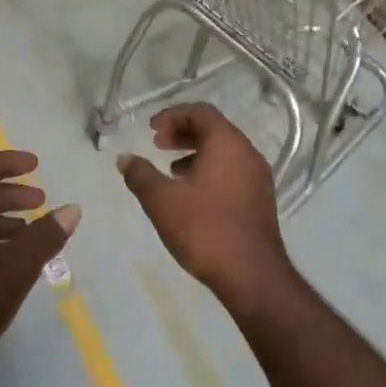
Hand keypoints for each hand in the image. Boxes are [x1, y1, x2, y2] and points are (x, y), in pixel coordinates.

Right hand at [118, 104, 291, 305]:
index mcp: (227, 143)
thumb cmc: (204, 228)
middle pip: (214, 129)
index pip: (201, 112)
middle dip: (183, 133)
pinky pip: (232, 171)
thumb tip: (125, 159)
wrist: (251, 274)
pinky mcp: (260, 199)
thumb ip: (140, 174)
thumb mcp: (162, 200)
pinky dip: (210, 170)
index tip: (151, 129)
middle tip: (157, 144)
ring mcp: (258, 177)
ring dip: (196, 153)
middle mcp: (248, 153)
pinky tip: (191, 195)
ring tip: (171, 170)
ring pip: (224, 152)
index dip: (173, 115)